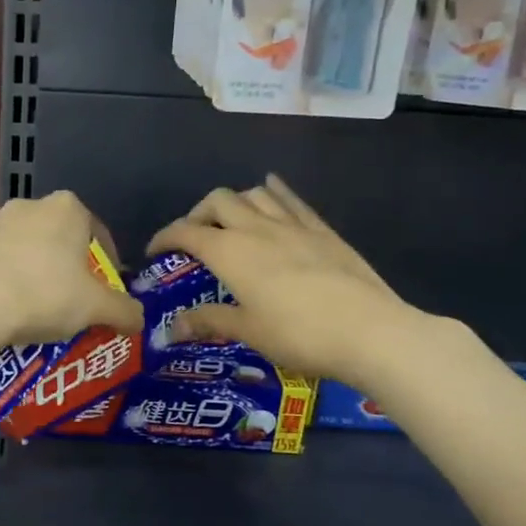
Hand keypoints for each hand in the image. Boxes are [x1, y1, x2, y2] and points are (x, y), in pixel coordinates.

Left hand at [0, 191, 143, 349]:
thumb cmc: (47, 294)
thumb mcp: (98, 308)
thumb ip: (126, 311)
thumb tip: (139, 320)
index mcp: (68, 208)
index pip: (99, 234)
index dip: (108, 267)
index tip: (106, 295)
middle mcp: (31, 206)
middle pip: (62, 241)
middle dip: (71, 271)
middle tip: (77, 305)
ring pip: (30, 253)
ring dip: (39, 276)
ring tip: (43, 314)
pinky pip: (1, 267)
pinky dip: (11, 284)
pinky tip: (12, 313)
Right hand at [146, 174, 432, 384]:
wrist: (370, 331)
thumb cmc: (299, 335)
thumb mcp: (248, 332)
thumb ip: (209, 321)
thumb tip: (172, 327)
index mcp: (230, 252)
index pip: (186, 232)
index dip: (165, 237)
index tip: (155, 251)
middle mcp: (256, 228)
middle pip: (217, 201)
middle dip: (198, 214)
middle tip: (195, 239)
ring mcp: (292, 225)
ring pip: (254, 193)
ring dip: (234, 202)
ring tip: (231, 222)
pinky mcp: (322, 230)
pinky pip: (292, 200)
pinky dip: (275, 192)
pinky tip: (272, 190)